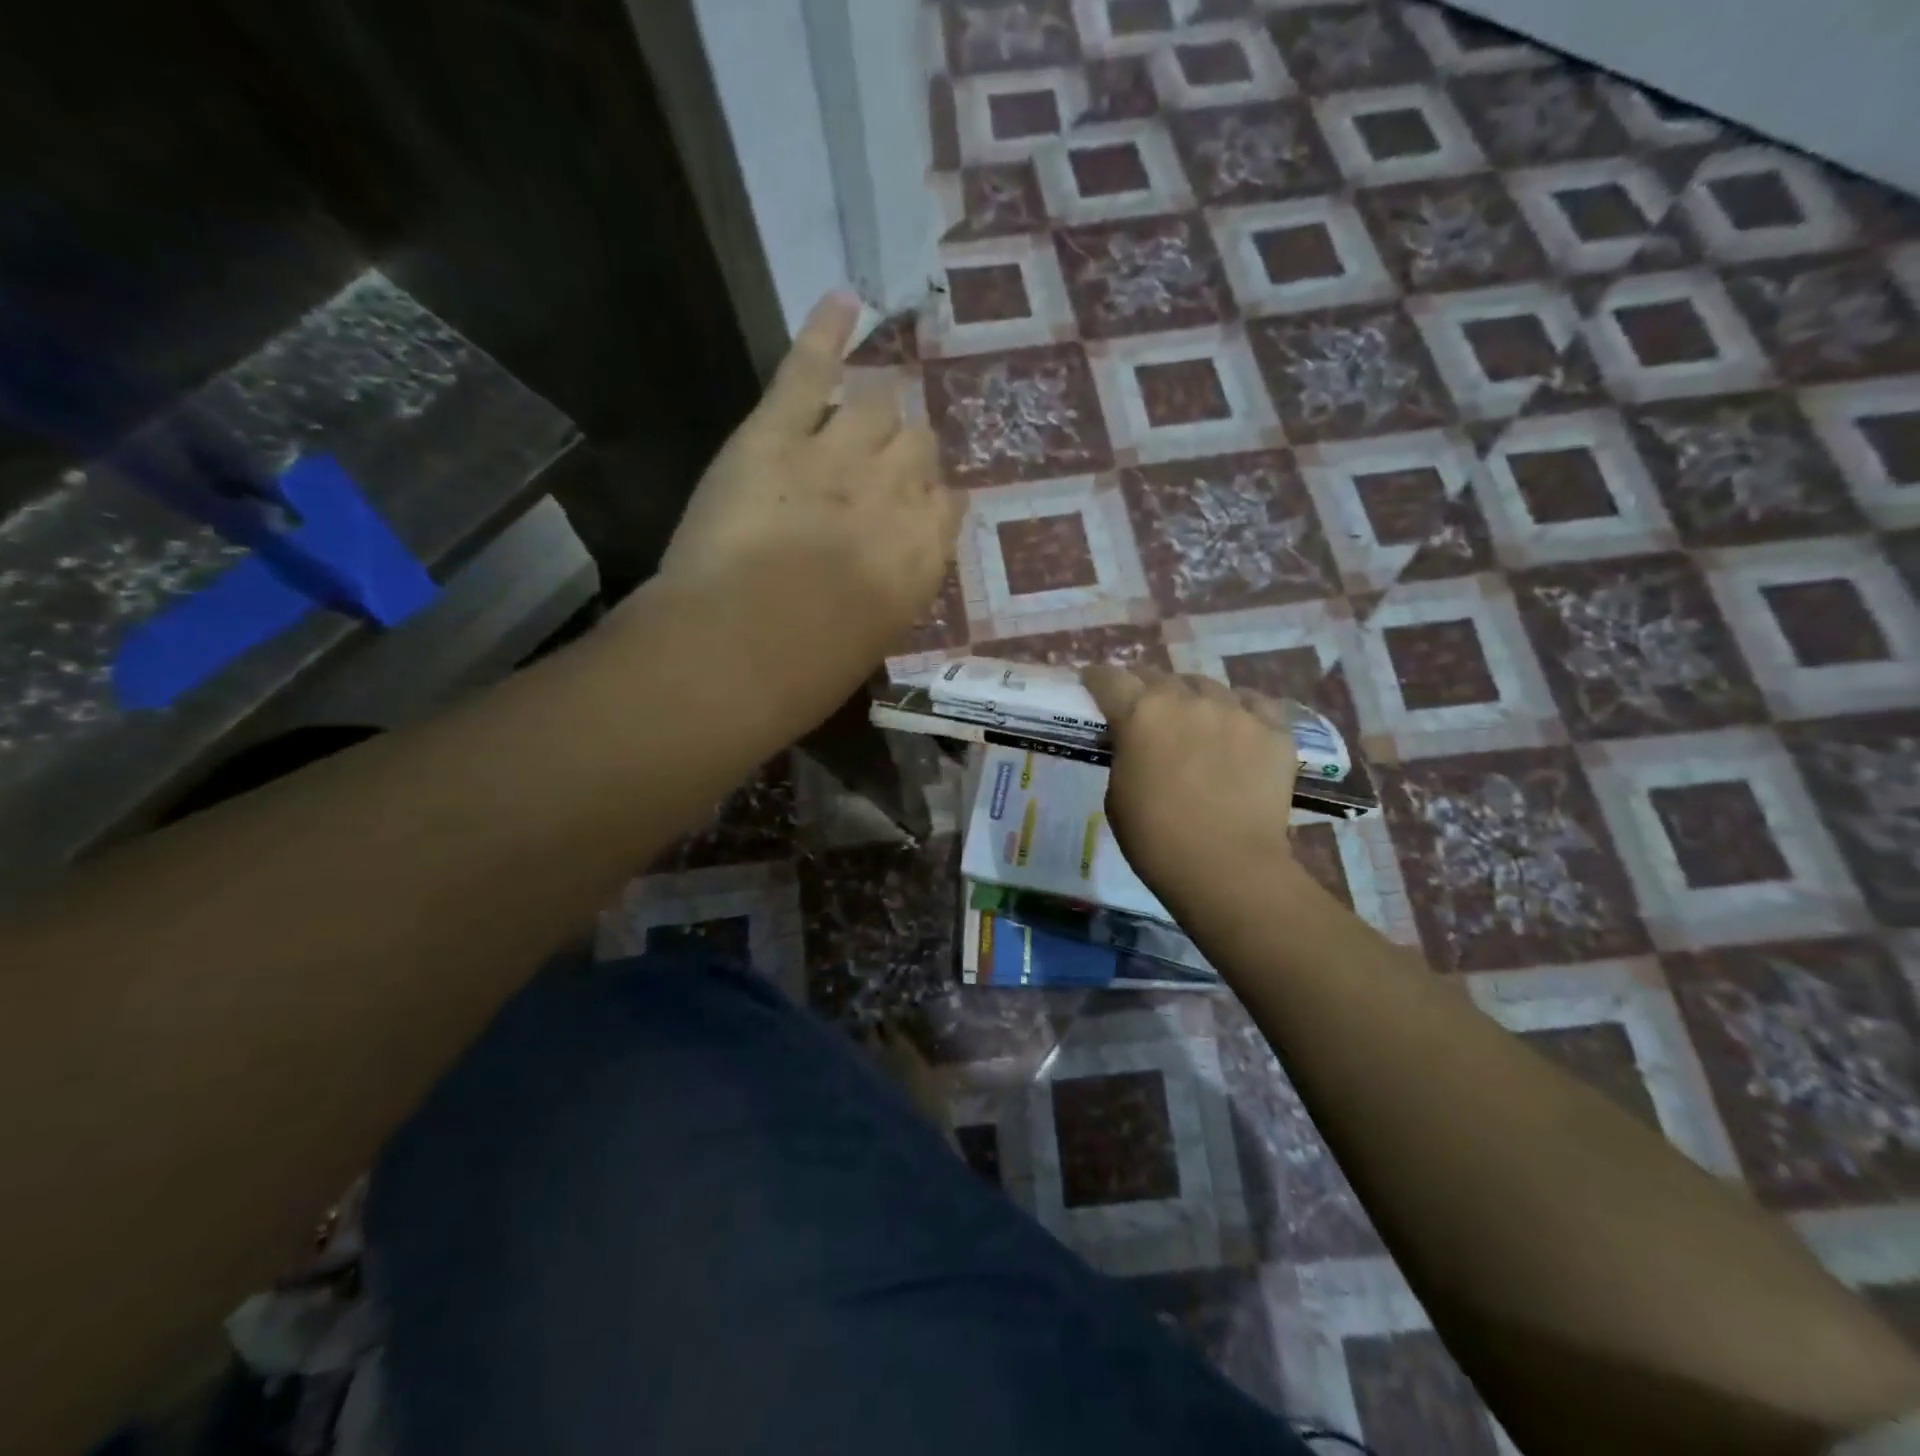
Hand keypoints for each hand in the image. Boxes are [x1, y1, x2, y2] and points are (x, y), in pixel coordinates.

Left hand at [654, 291, 962, 648]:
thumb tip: (892, 565)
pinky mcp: (776, 431)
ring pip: (877, 405)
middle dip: (902, 455)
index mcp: (924, 553)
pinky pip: (810, 367)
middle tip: (874, 473)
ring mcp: (838, 453)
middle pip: (918, 445)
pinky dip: (827, 330)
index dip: (928, 502)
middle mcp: (896, 492)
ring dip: (870, 414)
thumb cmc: (806, 672)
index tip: (911, 512)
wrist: (736, 651)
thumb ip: (894, 589)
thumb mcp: (874, 640)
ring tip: (854, 419)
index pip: (947, 502)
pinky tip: (846, 301)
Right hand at [1082, 665, 1302, 902]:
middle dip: (1143, 686)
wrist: (1227, 868)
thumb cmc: (1156, 839)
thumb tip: (1132, 741)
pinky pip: (1253, 702)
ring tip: (1192, 717)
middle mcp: (1186, 699)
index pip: (1109, 678)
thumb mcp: (1117, 794)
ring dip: (1191, 696)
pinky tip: (1236, 723)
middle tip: (1141, 706)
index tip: (1093, 684)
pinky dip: (1239, 708)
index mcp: (1139, 714)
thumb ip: (1124, 754)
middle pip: (1157, 675)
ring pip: (1206, 685)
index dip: (1096, 679)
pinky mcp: (1273, 728)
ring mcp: (1234, 710)